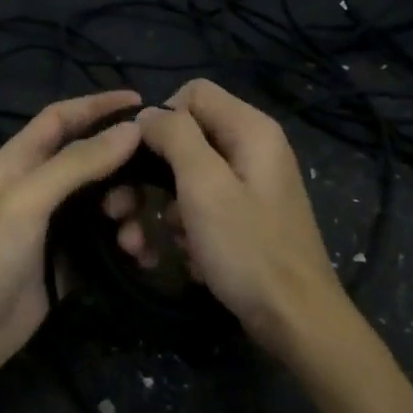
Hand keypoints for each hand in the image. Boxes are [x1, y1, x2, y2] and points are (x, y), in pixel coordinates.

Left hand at [0, 90, 143, 386]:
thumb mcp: (28, 201)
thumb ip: (78, 163)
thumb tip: (132, 130)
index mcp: (19, 162)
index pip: (61, 118)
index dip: (97, 105)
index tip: (142, 102)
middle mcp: (37, 188)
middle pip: (91, 161)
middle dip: (122, 170)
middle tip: (144, 190)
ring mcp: (53, 227)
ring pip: (103, 203)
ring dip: (127, 214)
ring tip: (132, 239)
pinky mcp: (66, 262)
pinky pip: (105, 242)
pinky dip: (125, 245)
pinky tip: (138, 259)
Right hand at [106, 79, 346, 354]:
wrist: (294, 318)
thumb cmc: (248, 249)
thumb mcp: (205, 186)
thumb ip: (175, 138)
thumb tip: (147, 115)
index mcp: (250, 130)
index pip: (193, 94)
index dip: (160, 121)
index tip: (140, 159)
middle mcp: (251, 150)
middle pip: (184, 140)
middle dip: (147, 177)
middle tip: (118, 212)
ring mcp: (248, 187)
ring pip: (185, 180)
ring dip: (158, 211)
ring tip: (141, 246)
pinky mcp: (242, 218)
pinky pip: (200, 209)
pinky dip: (183, 231)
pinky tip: (180, 257)